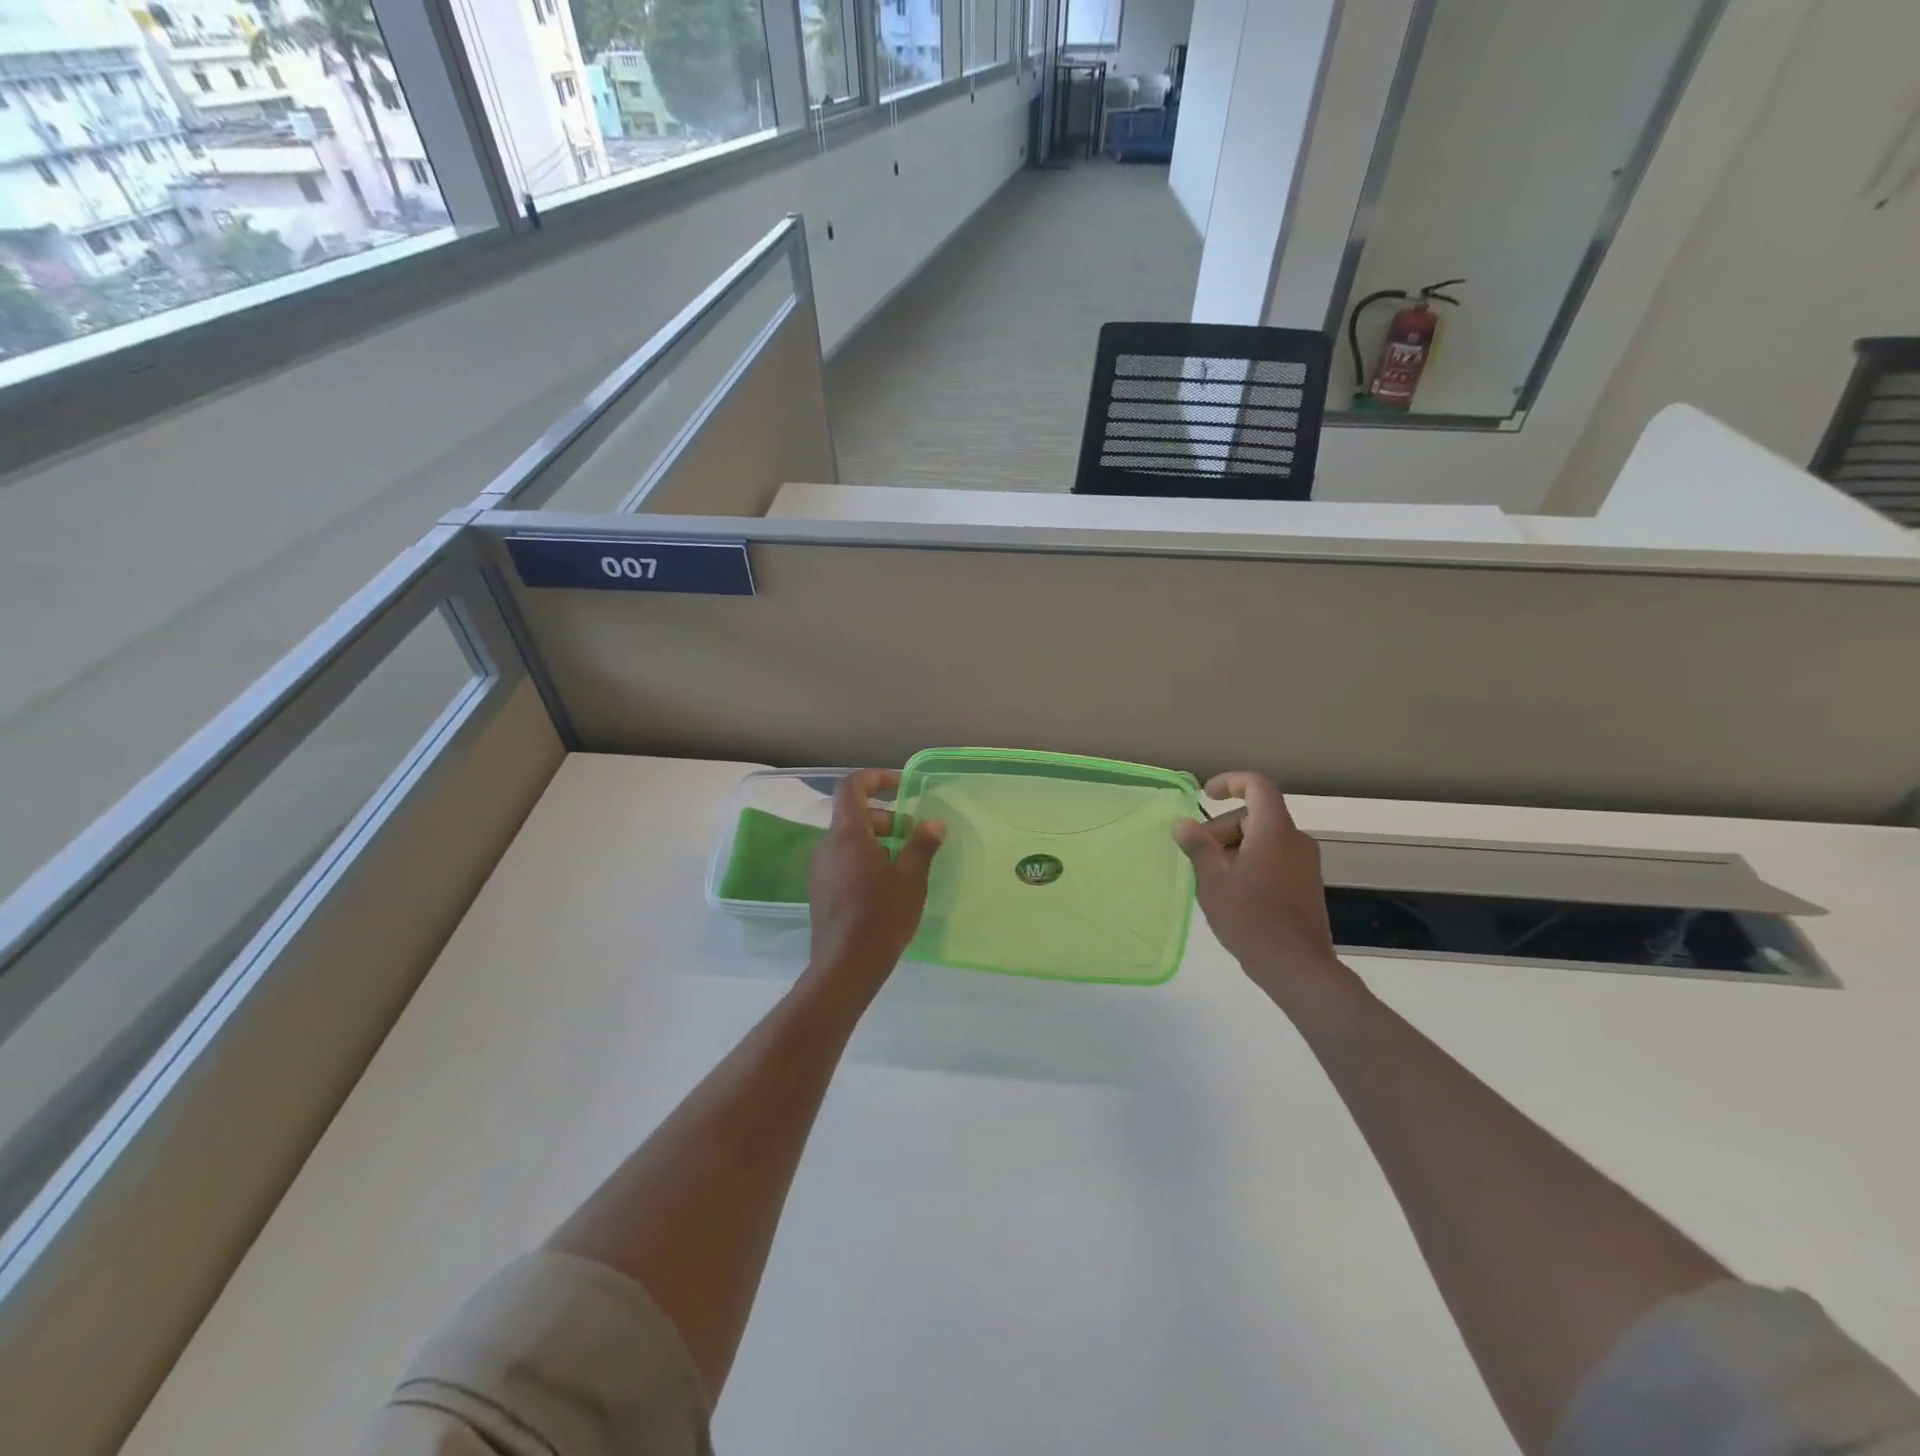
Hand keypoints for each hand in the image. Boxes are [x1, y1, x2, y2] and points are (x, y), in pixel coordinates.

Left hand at [807, 769, 944, 993]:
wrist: (846, 965)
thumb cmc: (882, 915)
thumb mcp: (911, 878)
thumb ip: (921, 845)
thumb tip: (933, 823)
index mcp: (848, 834)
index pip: (852, 787)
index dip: (876, 779)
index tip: (901, 787)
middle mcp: (827, 846)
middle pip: (853, 815)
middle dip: (885, 817)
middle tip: (913, 835)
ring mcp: (820, 869)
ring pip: (848, 840)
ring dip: (876, 840)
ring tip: (904, 863)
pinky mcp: (820, 891)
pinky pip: (842, 861)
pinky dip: (864, 860)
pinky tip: (886, 886)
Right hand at [1173, 772, 1365, 1024]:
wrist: (1296, 966)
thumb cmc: (1250, 918)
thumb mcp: (1213, 880)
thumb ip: (1198, 846)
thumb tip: (1183, 824)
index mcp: (1274, 831)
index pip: (1258, 786)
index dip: (1231, 782)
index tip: (1205, 795)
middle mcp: (1295, 840)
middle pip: (1256, 815)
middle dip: (1222, 827)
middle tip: (1198, 855)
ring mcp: (1305, 863)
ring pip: (1264, 838)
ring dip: (1234, 847)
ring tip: (1212, 877)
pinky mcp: (1306, 884)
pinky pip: (1274, 858)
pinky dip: (1250, 862)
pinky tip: (1233, 891)